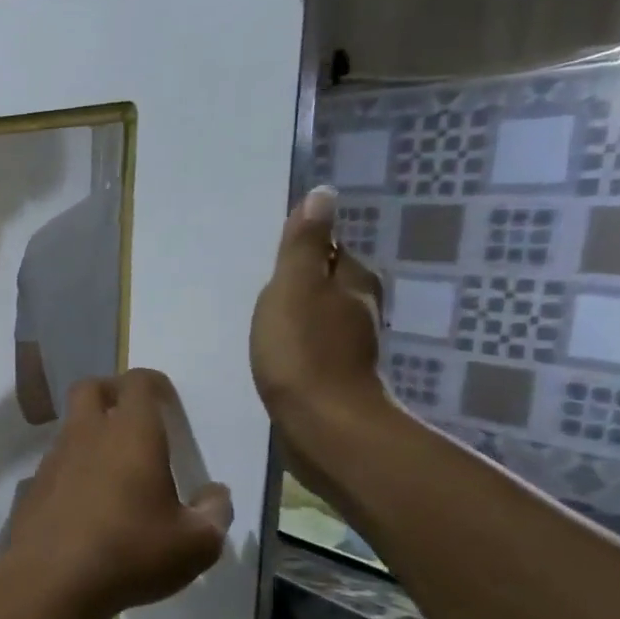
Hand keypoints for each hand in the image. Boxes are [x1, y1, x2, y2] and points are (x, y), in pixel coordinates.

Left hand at [6, 369, 231, 615]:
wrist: (51, 581)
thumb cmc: (131, 553)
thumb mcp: (195, 543)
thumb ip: (214, 513)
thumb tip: (215, 495)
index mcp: (131, 434)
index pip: (138, 382)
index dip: (154, 385)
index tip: (168, 406)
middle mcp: (86, 435)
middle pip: (90, 388)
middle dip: (112, 393)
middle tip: (135, 422)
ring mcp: (52, 459)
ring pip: (69, 426)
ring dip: (91, 434)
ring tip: (115, 472)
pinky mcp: (32, 486)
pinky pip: (55, 463)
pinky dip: (72, 469)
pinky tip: (87, 505)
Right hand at [250, 185, 390, 440]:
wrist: (321, 424)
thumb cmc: (302, 349)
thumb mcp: (294, 287)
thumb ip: (304, 244)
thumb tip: (323, 194)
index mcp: (353, 281)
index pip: (329, 250)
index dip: (301, 251)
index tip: (270, 259)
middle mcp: (361, 309)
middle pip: (326, 283)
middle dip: (298, 282)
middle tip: (258, 289)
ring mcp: (351, 345)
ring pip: (319, 316)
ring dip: (296, 315)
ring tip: (260, 321)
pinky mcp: (335, 376)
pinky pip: (311, 346)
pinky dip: (295, 344)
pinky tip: (273, 354)